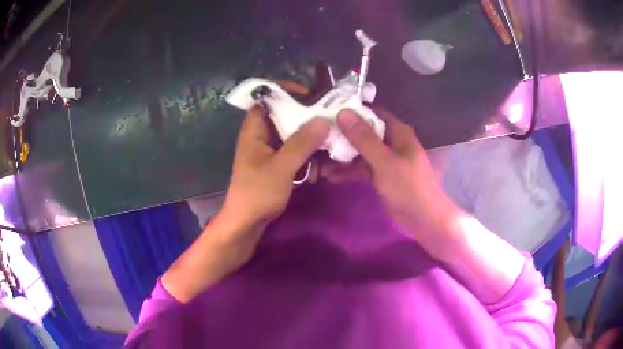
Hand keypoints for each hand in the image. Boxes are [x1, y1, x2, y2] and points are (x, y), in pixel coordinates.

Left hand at [222, 99, 329, 230]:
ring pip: (293, 134)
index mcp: (254, 130)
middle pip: (284, 115)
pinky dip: (306, 156)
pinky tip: (317, 170)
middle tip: (328, 120)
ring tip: (327, 150)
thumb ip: (301, 143)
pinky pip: (294, 151)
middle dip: (306, 118)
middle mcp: (261, 135)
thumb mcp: (281, 167)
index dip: (286, 92)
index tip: (310, 95)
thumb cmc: (258, 193)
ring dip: (310, 141)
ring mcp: (269, 150)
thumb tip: (323, 120)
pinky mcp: (277, 163)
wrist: (247, 222)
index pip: (267, 99)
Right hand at [324, 109, 459, 241]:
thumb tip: (343, 112)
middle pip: (364, 133)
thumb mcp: (384, 161)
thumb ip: (364, 138)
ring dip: (342, 156)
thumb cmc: (408, 186)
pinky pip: (362, 169)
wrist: (422, 219)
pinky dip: (349, 171)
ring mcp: (385, 160)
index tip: (329, 110)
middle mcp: (391, 142)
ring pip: (360, 152)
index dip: (353, 110)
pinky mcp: (380, 176)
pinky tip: (330, 176)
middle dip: (342, 136)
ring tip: (318, 160)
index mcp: (397, 132)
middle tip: (318, 136)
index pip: (373, 113)